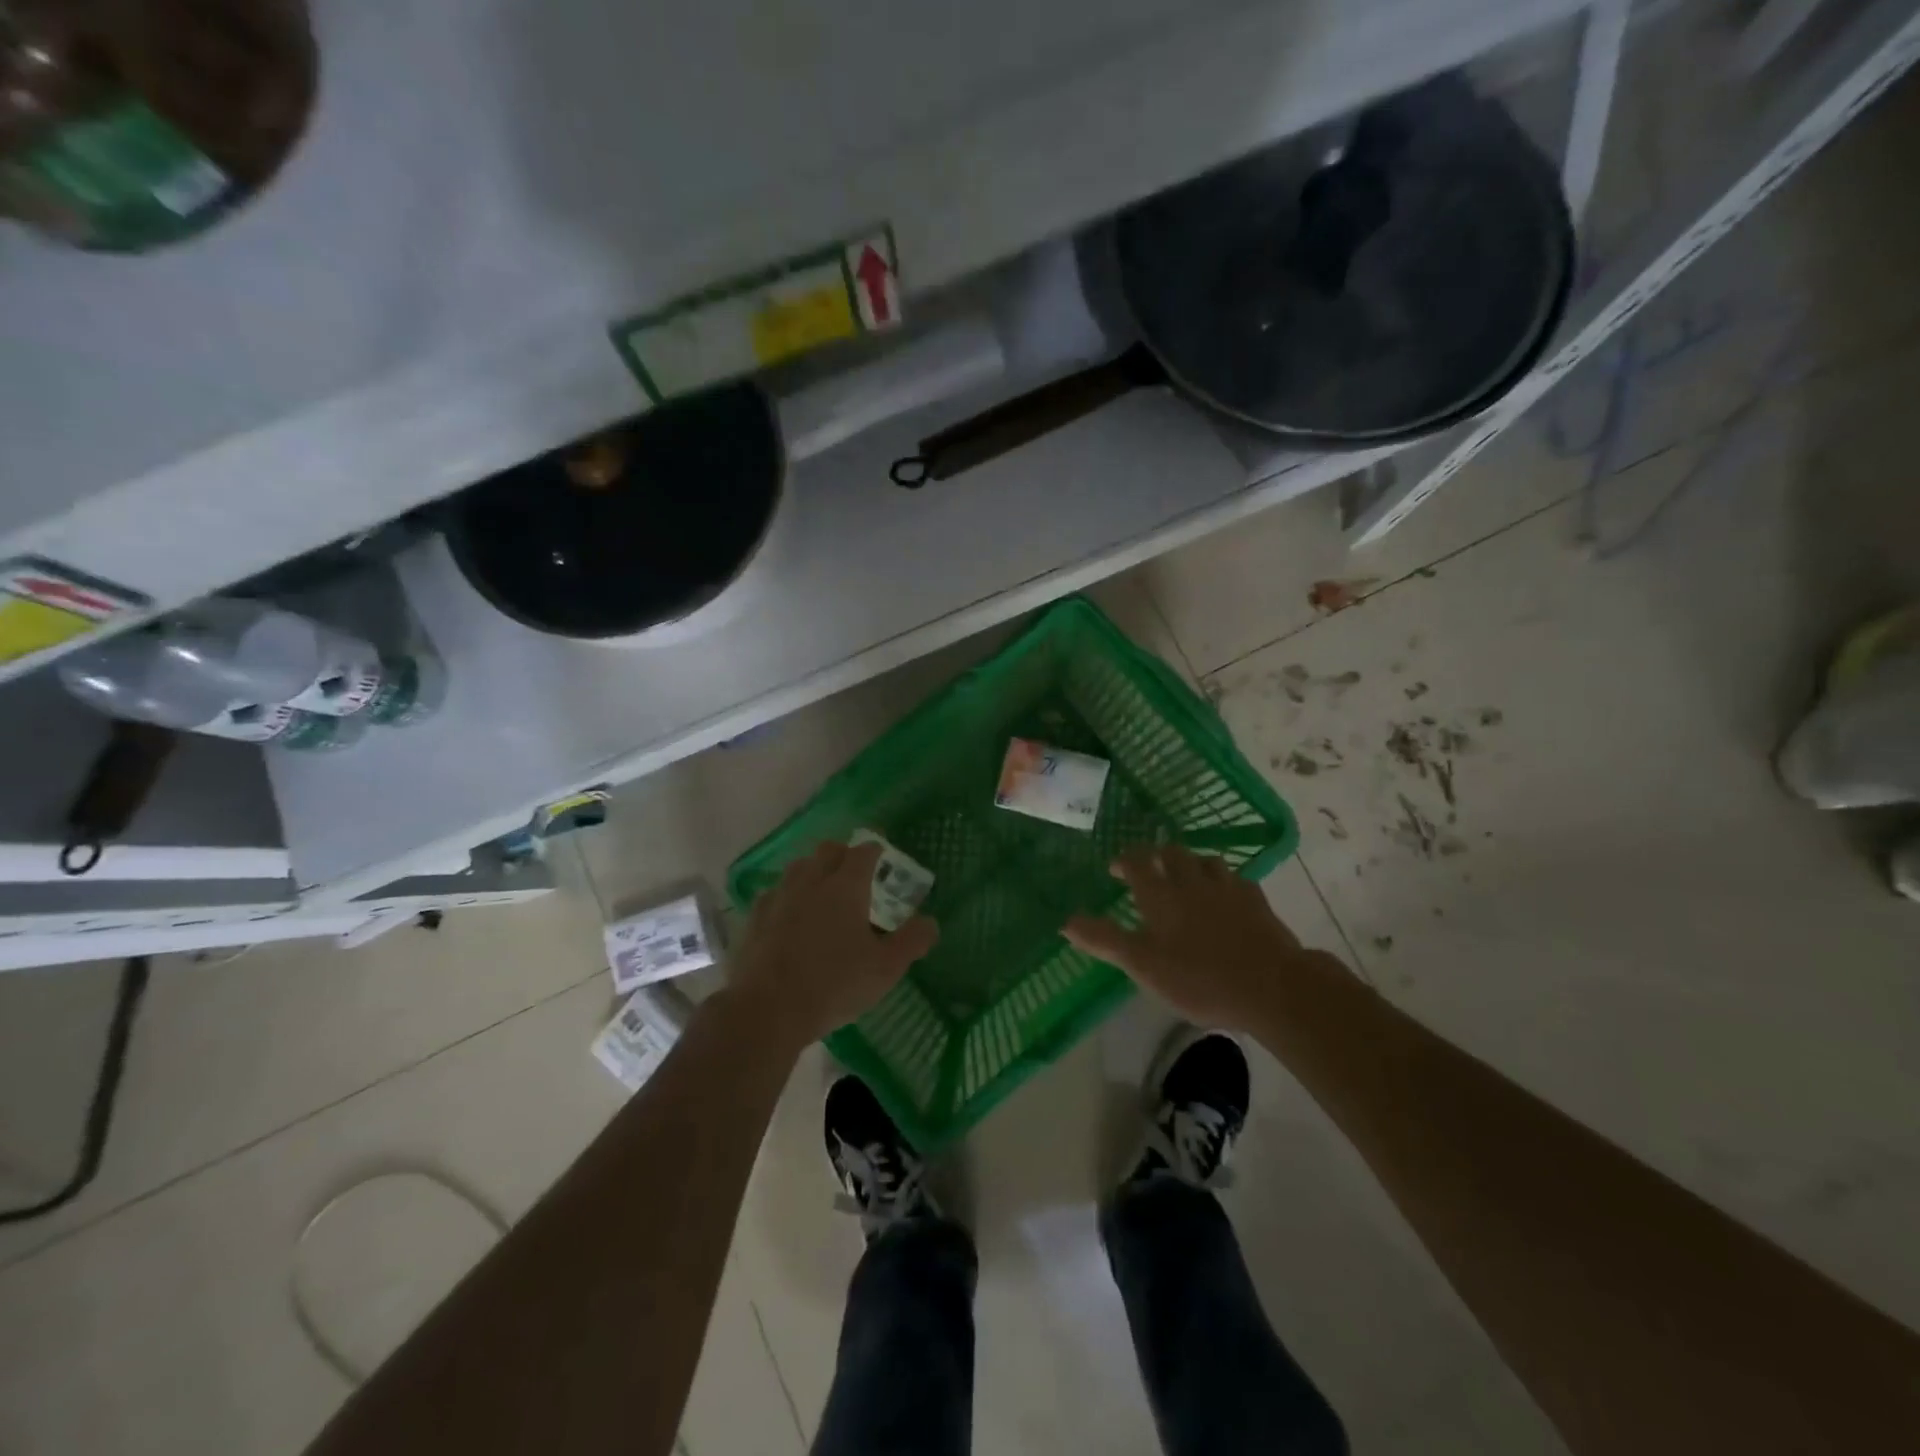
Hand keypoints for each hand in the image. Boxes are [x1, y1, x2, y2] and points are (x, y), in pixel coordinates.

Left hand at [727, 841, 937, 1050]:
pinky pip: (774, 893)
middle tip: (855, 873)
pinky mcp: (755, 918)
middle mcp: (811, 881)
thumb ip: (912, 941)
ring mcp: (779, 897)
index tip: (883, 855)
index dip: (876, 850)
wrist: (767, 1010)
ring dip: (814, 870)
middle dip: (844, 854)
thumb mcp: (885, 969)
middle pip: (828, 850)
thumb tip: (931, 922)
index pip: (864, 852)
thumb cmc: (834, 985)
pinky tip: (790, 915)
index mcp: (846, 886)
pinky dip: (788, 896)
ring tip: (824, 891)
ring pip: (798, 867)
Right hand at [1063, 845, 1305, 1031]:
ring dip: (1191, 863)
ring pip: (1205, 860)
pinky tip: (1226, 895)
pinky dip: (1223, 881)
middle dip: (1157, 856)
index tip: (1117, 869)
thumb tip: (1065, 921)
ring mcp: (1227, 888)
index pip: (1138, 861)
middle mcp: (1191, 881)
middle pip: (1172, 853)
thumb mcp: (1143, 965)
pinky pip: (1235, 879)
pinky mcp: (1256, 901)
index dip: (1125, 860)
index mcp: (1160, 894)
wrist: (1272, 986)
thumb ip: (1105, 940)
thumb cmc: (1198, 978)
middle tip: (1150, 871)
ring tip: (1186, 878)